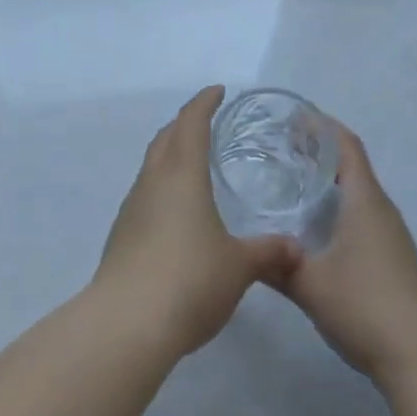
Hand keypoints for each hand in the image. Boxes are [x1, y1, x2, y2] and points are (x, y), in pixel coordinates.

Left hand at [94, 86, 299, 357]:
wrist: (127, 323)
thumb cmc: (190, 280)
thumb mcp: (239, 266)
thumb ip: (268, 252)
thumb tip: (295, 248)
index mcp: (182, 175)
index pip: (191, 123)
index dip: (204, 103)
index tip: (217, 91)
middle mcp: (152, 182)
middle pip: (165, 138)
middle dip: (184, 123)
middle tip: (206, 122)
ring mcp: (132, 209)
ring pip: (151, 166)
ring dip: (170, 155)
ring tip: (193, 165)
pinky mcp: (121, 236)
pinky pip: (144, 195)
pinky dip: (162, 187)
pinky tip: (176, 212)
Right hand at [276, 123, 416, 384]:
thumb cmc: (364, 307)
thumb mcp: (308, 283)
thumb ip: (274, 264)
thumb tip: (243, 251)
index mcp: (364, 201)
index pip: (346, 146)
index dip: (322, 127)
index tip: (293, 118)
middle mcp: (382, 210)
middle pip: (352, 164)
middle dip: (320, 150)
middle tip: (282, 147)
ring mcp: (392, 235)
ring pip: (359, 191)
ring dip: (331, 178)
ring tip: (295, 180)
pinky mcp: (394, 258)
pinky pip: (364, 214)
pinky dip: (340, 204)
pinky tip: (319, 226)